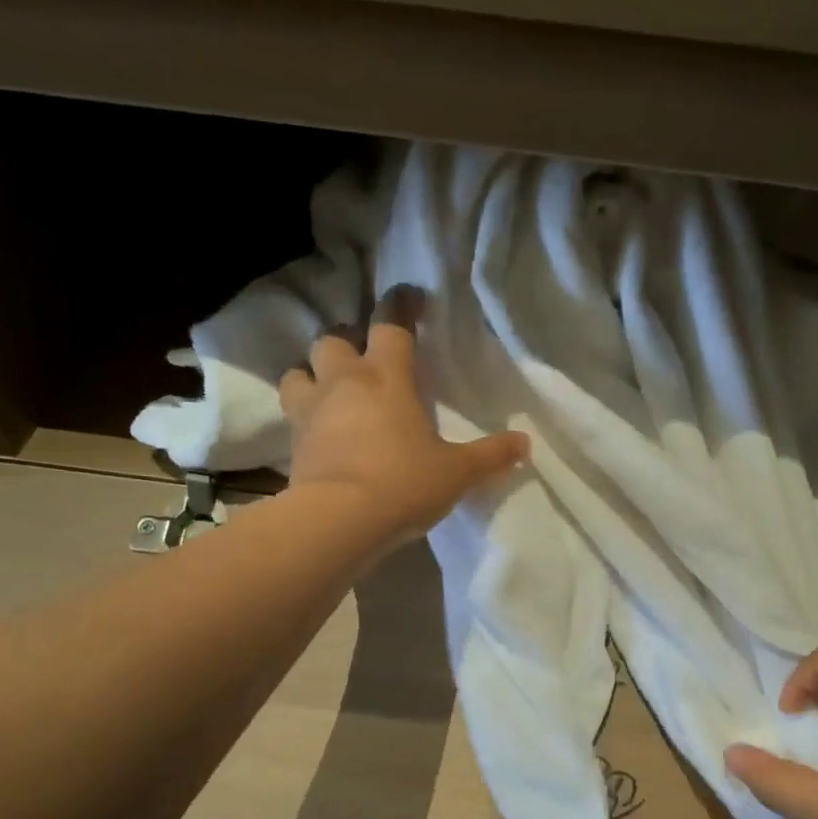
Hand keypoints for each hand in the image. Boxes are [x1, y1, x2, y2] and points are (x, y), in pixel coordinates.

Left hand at [278, 285, 528, 544]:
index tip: (410, 298)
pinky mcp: (293, 443)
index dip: (400, 306)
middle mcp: (344, 383)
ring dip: (313, 374)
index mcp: (386, 377)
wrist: (338, 521)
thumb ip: (491, 455)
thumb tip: (525, 443)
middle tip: (366, 358)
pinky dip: (304, 414)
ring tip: (332, 390)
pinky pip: (292, 414)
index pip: (390, 325)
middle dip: (347, 341)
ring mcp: (311, 411)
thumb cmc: (403, 483)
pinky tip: (321, 431)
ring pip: (299, 371)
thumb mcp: (457, 472)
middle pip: (332, 339)